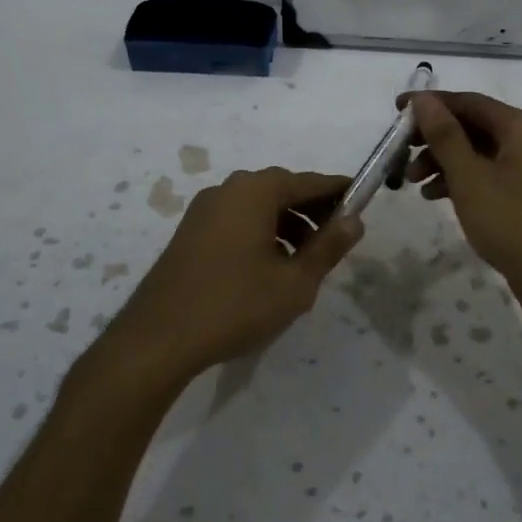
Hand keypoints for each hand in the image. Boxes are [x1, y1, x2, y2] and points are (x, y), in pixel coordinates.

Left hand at [109, 168, 363, 378]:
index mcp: (255, 191)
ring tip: (306, 260)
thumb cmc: (235, 305)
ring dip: (287, 224)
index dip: (340, 192)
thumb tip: (354, 220)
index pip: (310, 182)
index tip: (363, 203)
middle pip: (282, 190)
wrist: (158, 339)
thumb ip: (328, 247)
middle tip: (337, 238)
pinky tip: (270, 268)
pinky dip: (261, 233)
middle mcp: (228, 189)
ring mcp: (204, 210)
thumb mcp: (295, 282)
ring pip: (259, 207)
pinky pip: (237, 221)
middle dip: (313, 210)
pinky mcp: (190, 232)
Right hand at [404, 92, 521, 314]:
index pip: (469, 102)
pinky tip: (435, 198)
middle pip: (474, 126)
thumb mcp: (471, 178)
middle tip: (400, 154)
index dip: (431, 104)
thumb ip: (445, 136)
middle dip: (434, 138)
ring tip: (412, 183)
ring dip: (443, 162)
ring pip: (478, 154)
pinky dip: (461, 182)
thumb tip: (422, 99)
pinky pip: (487, 177)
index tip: (396, 111)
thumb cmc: (516, 224)